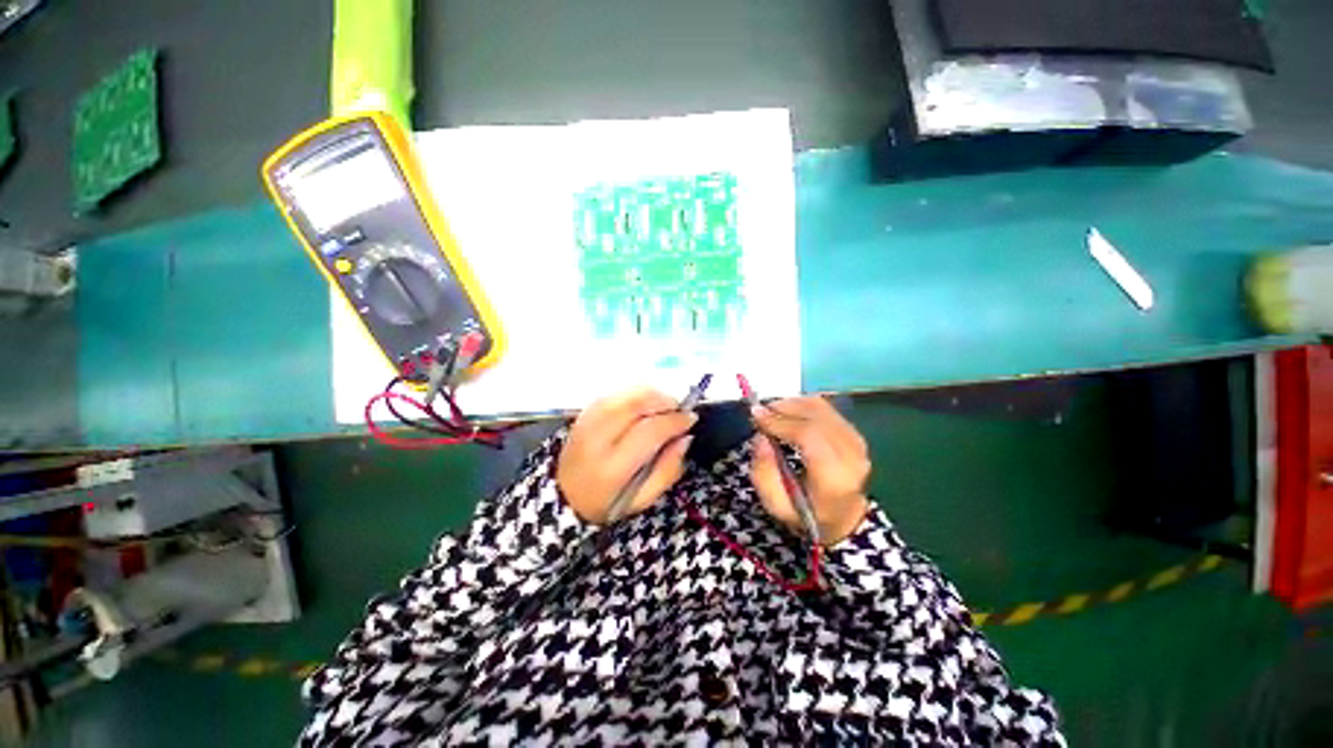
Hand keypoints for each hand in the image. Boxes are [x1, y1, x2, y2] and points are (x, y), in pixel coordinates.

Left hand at [558, 388, 696, 524]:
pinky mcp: (583, 413)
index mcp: (611, 468)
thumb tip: (685, 438)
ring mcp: (586, 422)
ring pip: (624, 395)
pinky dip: (634, 393)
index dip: (674, 421)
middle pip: (635, 405)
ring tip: (665, 404)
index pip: (649, 432)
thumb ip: (668, 469)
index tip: (691, 419)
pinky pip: (614, 394)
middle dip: (664, 401)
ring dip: (651, 394)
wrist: (564, 495)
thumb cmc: (608, 502)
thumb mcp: (643, 499)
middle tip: (679, 408)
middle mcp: (596, 439)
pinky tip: (644, 402)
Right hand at [750, 397, 870, 545]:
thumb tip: (761, 437)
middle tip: (759, 413)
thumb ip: (763, 473)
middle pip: (815, 417)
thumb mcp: (776, 504)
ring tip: (771, 412)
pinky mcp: (854, 433)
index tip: (756, 416)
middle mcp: (851, 456)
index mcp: (834, 478)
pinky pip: (826, 409)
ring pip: (821, 408)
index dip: (780, 422)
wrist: (843, 518)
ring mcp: (857, 442)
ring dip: (792, 404)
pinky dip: (803, 405)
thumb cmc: (807, 513)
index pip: (809, 436)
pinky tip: (789, 413)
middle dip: (783, 409)